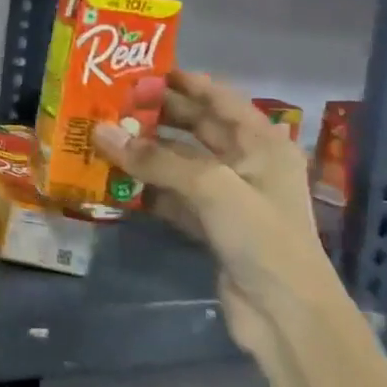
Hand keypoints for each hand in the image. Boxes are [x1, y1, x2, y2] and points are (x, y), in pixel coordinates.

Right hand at [95, 69, 342, 356]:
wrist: (286, 317)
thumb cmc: (262, 238)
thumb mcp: (211, 187)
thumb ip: (155, 159)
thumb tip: (100, 132)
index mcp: (262, 145)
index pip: (221, 99)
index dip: (186, 81)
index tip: (144, 69)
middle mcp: (247, 164)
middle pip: (197, 127)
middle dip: (158, 114)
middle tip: (112, 100)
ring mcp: (229, 197)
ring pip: (180, 162)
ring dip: (146, 151)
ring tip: (104, 135)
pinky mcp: (211, 226)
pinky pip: (172, 195)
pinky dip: (147, 187)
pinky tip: (115, 179)